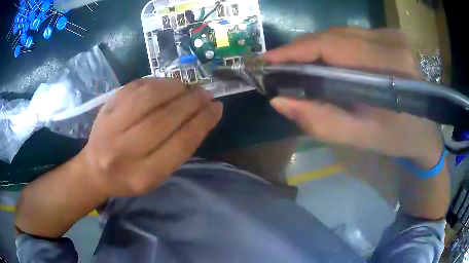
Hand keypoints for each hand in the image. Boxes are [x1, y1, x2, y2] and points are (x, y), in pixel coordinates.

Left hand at [76, 78, 222, 197]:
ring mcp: (110, 126)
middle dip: (191, 103)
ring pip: (148, 98)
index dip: (202, 122)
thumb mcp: (156, 176)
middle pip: (163, 119)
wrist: (94, 169)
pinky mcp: (105, 108)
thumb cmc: (129, 177)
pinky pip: (135, 87)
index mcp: (142, 175)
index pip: (179, 145)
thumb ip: (177, 149)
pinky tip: (166, 85)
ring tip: (186, 88)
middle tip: (205, 94)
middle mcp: (123, 151)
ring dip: (174, 88)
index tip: (217, 108)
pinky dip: (156, 82)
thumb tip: (201, 116)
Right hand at [264, 28, 441, 166]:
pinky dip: (334, 46)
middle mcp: (392, 41)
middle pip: (335, 36)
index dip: (296, 50)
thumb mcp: (361, 138)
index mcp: (391, 68)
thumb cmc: (398, 139)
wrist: (425, 130)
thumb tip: (279, 102)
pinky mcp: (391, 34)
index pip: (334, 46)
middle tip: (279, 68)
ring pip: (341, 32)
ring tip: (299, 66)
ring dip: (317, 48)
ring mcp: (393, 34)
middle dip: (303, 50)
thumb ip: (322, 121)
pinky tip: (327, 61)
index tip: (267, 60)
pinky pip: (352, 34)